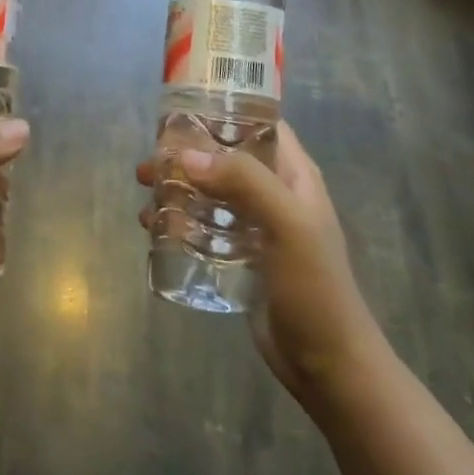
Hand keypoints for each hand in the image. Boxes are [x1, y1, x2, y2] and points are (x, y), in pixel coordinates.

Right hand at [138, 122, 382, 410]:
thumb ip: (243, 182)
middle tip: (150, 160)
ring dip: (178, 188)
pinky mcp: (240, 256)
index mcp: (293, 175)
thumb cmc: (315, 287)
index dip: (224, 110)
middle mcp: (274, 192)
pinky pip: (204, 226)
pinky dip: (179, 220)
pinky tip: (154, 229)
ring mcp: (256, 226)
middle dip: (186, 154)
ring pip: (210, 191)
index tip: (180, 110)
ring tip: (145, 195)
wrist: (328, 365)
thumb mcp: (287, 224)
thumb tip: (185, 157)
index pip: (259, 123)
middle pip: (225, 157)